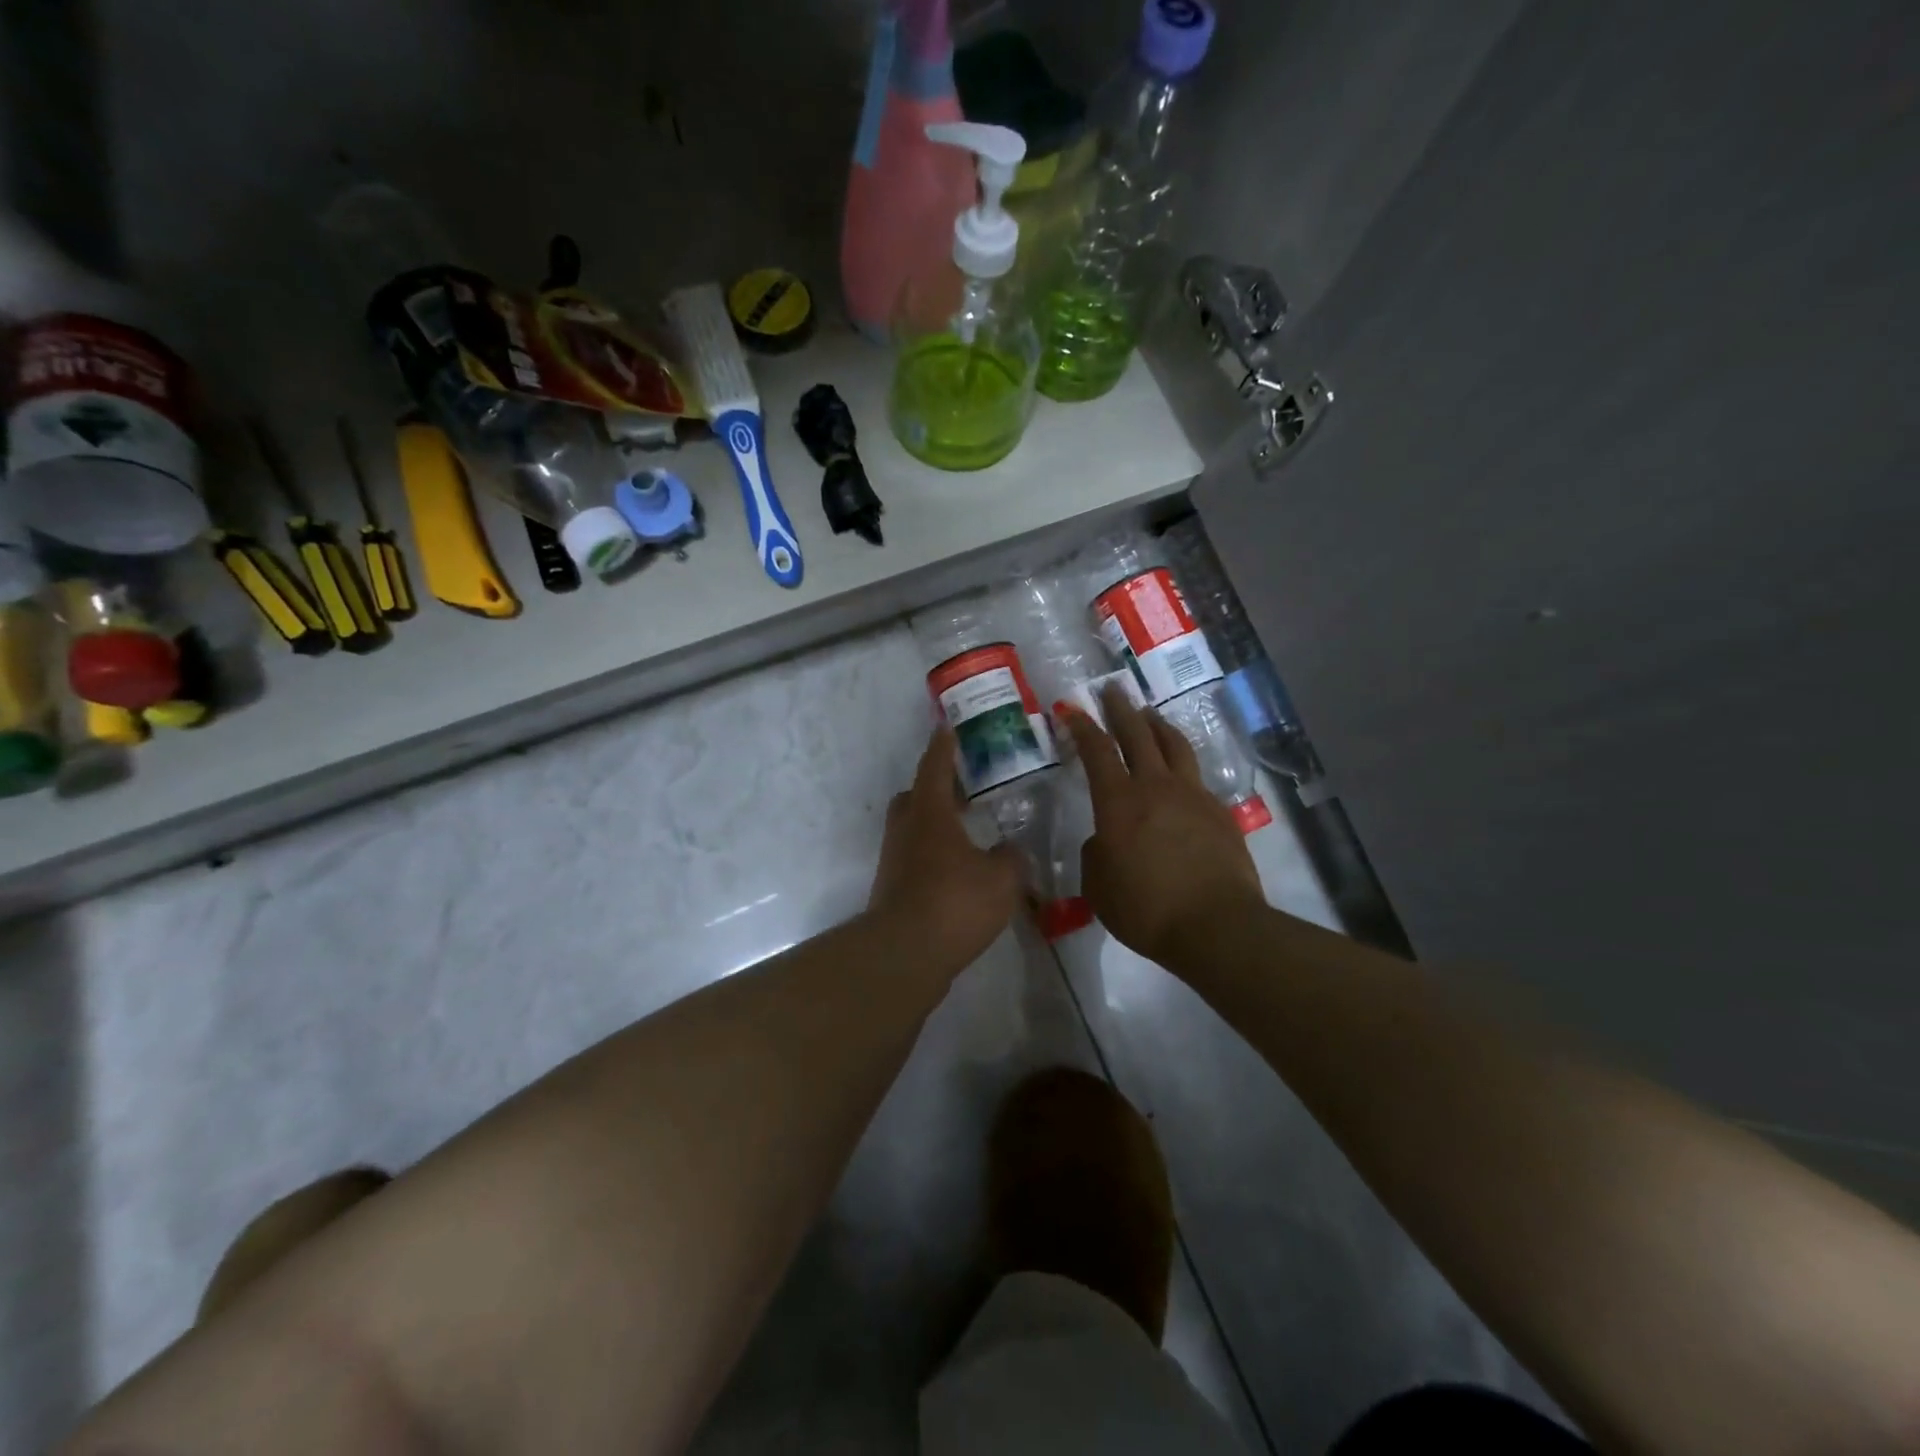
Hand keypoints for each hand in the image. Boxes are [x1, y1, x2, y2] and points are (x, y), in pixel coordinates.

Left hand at [867, 725, 1023, 972]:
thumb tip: (1011, 851)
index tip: (948, 727)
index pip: (936, 767)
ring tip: (967, 833)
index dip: (944, 746)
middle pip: (915, 796)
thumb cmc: (955, 902)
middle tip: (965, 790)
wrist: (905, 953)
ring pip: (912, 828)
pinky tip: (958, 871)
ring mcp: (894, 859)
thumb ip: (1011, 859)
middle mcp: (906, 829)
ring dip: (935, 823)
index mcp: (930, 813)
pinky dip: (933, 854)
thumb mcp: (1002, 878)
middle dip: (937, 788)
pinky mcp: (892, 887)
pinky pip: (914, 857)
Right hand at [1060, 684, 1265, 968]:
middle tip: (1111, 690)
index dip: (1082, 727)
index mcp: (1119, 802)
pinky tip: (1178, 771)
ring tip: (1149, 714)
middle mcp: (1156, 786)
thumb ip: (1096, 853)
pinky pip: (1196, 775)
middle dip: (1121, 709)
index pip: (1097, 751)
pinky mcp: (1218, 811)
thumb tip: (1106, 839)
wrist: (1216, 925)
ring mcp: (1192, 795)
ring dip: (1157, 724)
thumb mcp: (1098, 886)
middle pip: (1137, 734)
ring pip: (1173, 745)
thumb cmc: (1146, 908)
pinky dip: (1181, 762)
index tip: (1072, 709)